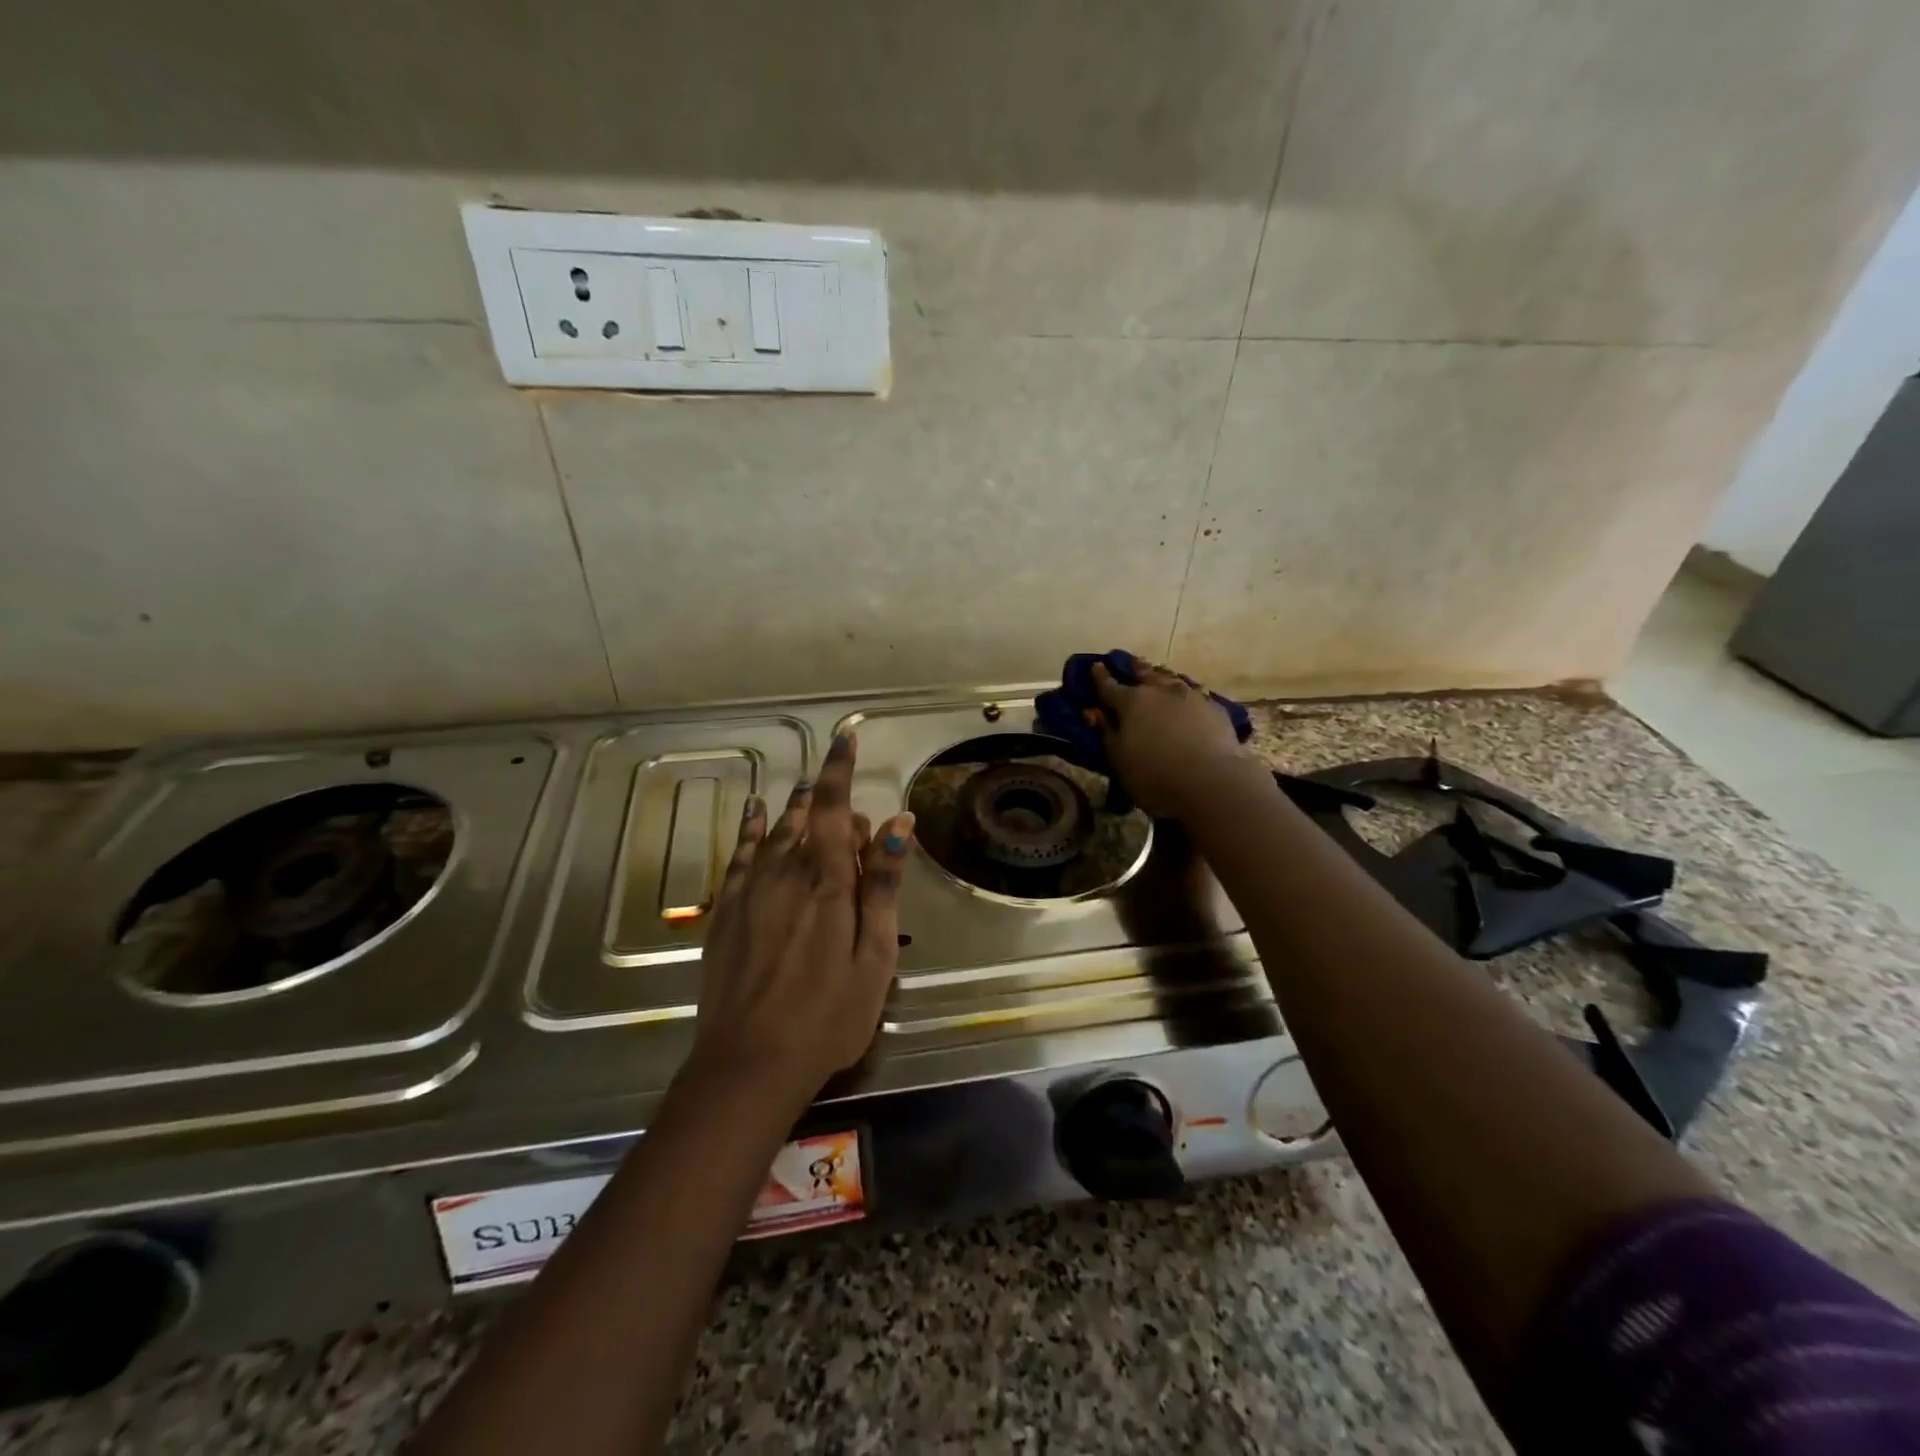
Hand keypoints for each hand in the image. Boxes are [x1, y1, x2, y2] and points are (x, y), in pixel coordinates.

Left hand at [689, 732, 914, 1111]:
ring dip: (794, 806)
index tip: (847, 736)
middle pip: (808, 818)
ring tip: (806, 787)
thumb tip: (899, 821)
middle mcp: (787, 873)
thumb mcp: (874, 955)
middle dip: (827, 798)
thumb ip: (883, 885)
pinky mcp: (727, 911)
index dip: (841, 769)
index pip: (837, 809)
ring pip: (775, 831)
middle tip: (843, 793)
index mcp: (829, 882)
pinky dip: (750, 828)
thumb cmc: (828, 1014)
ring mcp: (752, 891)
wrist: (749, 1062)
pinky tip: (753, 811)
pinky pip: (740, 854)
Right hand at [1091, 655, 1251, 816]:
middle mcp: (1160, 691)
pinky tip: (1187, 698)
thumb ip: (1106, 733)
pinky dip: (1185, 693)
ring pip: (1171, 678)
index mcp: (1131, 702)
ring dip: (1161, 676)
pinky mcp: (1214, 708)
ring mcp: (1190, 696)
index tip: (1096, 666)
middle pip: (1144, 673)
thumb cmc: (1154, 775)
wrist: (1211, 782)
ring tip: (1158, 674)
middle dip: (1134, 667)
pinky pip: (1195, 693)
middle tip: (1129, 662)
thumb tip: (1095, 714)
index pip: (1109, 685)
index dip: (1100, 677)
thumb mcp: (1118, 760)